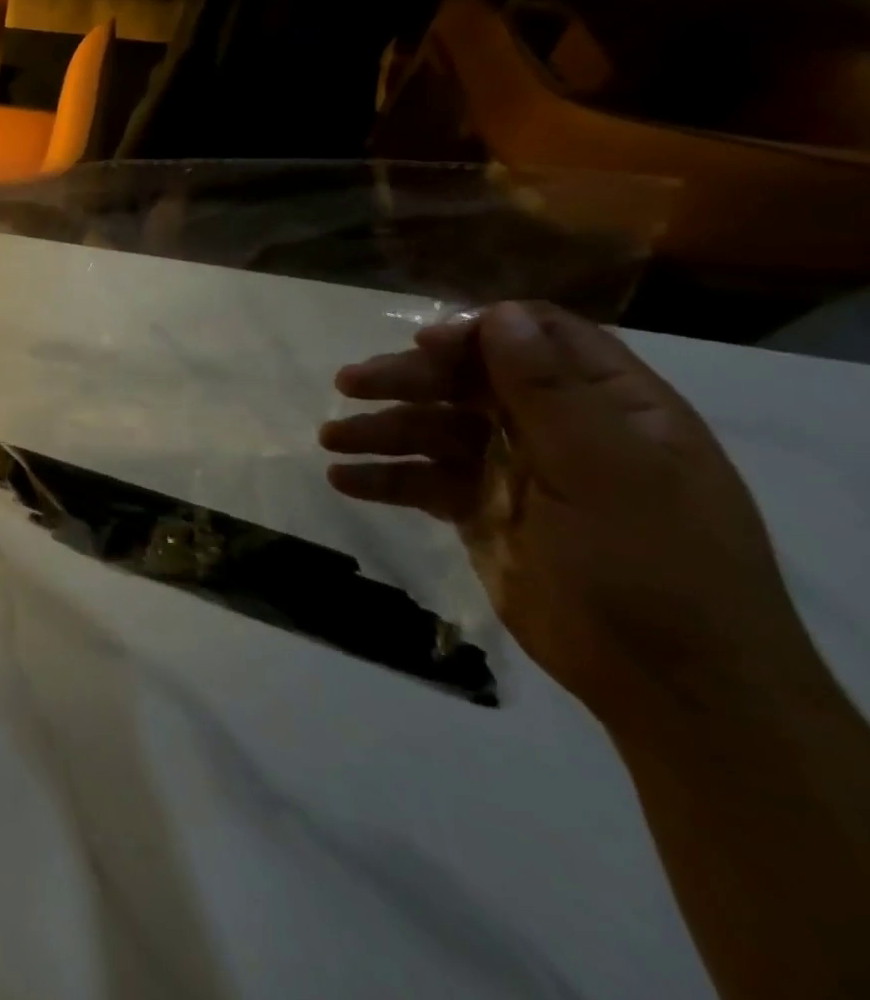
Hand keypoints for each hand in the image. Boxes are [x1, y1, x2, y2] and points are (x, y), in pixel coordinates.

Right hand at [318, 301, 820, 728]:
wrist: (669, 686)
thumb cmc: (653, 565)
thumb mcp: (607, 470)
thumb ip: (548, 390)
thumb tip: (500, 313)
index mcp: (610, 406)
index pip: (540, 339)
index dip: (479, 333)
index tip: (422, 344)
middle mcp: (558, 429)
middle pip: (470, 380)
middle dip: (407, 378)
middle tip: (349, 384)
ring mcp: (516, 471)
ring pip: (437, 429)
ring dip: (382, 429)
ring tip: (330, 439)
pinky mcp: (482, 512)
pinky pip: (424, 480)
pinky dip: (384, 477)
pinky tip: (343, 480)